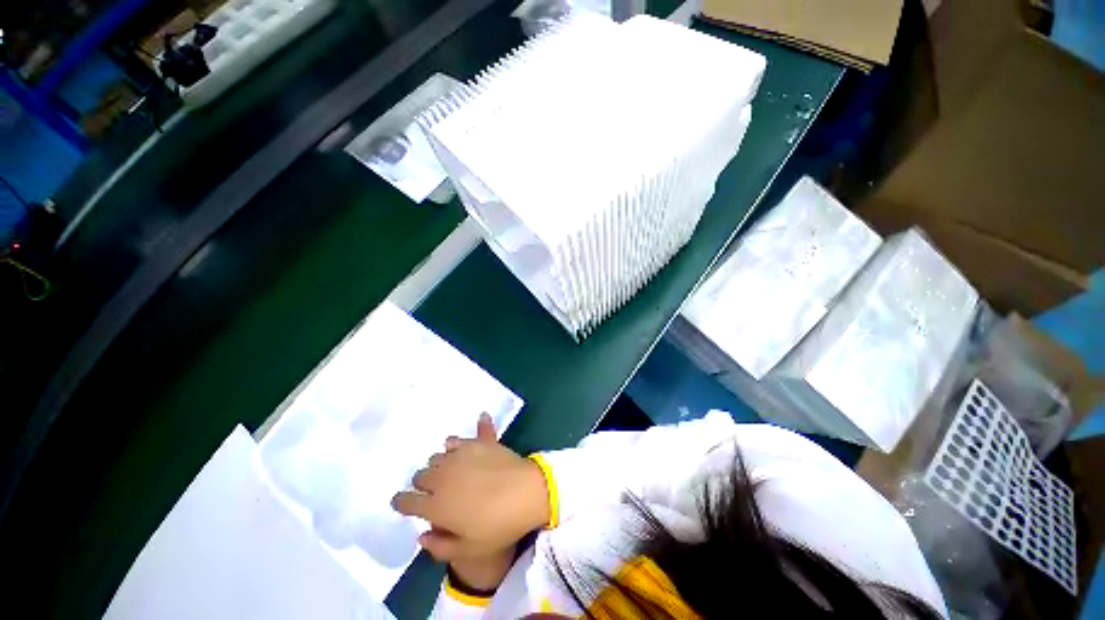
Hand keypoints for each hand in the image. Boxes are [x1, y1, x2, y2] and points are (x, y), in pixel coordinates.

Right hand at [392, 414, 549, 562]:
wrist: (526, 493)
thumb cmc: (498, 526)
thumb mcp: (467, 550)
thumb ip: (438, 546)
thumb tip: (422, 535)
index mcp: (435, 505)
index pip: (406, 501)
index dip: (402, 503)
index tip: (404, 503)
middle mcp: (442, 477)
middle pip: (420, 476)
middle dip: (422, 484)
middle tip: (435, 491)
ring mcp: (459, 456)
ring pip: (436, 457)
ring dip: (438, 465)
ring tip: (451, 472)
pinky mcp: (475, 443)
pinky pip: (456, 440)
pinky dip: (454, 446)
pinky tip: (461, 449)